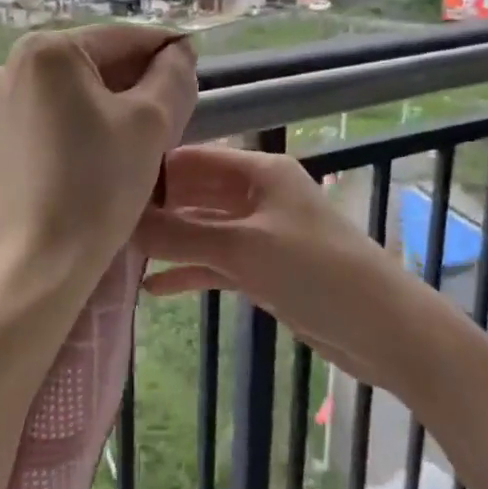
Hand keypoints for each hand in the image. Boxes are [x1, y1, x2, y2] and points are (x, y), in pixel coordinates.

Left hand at [0, 25, 196, 325]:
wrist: (38, 263)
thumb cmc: (97, 184)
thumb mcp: (151, 122)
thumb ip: (172, 75)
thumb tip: (179, 51)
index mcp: (47, 49)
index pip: (123, 37)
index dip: (166, 51)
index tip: (197, 71)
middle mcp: (13, 64)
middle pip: (97, 60)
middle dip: (140, 81)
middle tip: (176, 113)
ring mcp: (0, 100)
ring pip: (78, 88)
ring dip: (117, 102)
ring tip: (148, 136)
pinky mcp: (0, 134)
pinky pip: (57, 112)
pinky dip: (89, 120)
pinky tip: (111, 149)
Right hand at [133, 145, 432, 391]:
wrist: (384, 329)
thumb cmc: (317, 272)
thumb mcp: (244, 249)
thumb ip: (180, 236)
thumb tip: (120, 224)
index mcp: (259, 172)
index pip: (193, 159)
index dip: (152, 171)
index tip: (104, 188)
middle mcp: (259, 195)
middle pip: (195, 194)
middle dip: (155, 209)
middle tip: (103, 226)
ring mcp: (262, 234)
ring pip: (203, 231)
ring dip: (168, 243)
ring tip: (118, 255)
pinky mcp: (265, 270)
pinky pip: (217, 263)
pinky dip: (189, 272)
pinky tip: (152, 288)